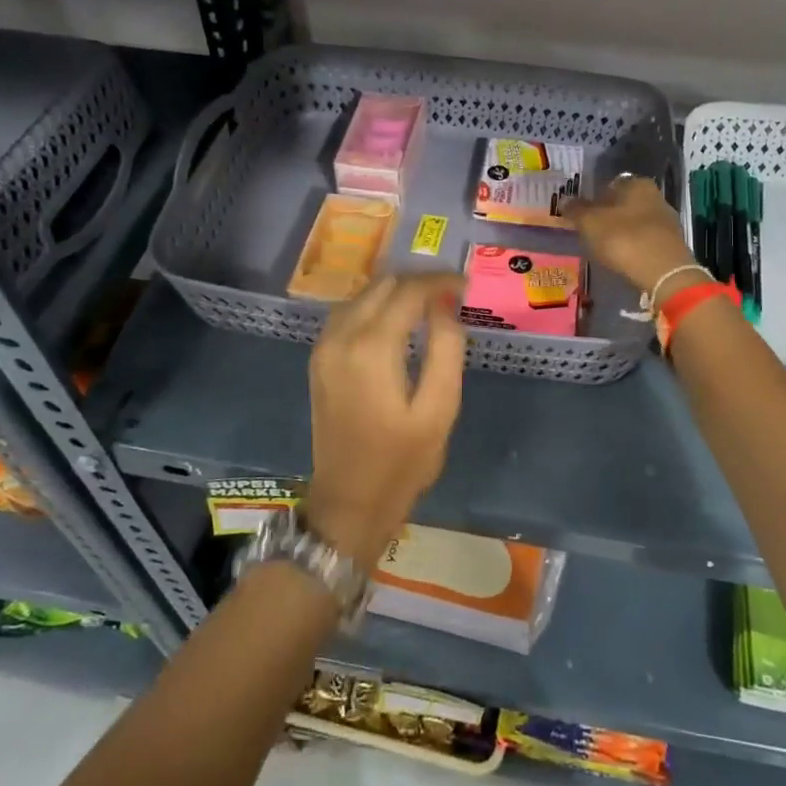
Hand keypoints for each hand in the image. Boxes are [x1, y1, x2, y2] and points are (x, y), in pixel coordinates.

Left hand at [306, 272, 466, 570]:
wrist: (348, 502)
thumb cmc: (401, 462)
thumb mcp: (440, 409)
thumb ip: (446, 349)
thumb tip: (445, 306)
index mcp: (372, 347)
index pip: (408, 291)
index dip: (439, 282)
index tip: (466, 286)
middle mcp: (341, 336)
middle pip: (382, 286)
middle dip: (418, 283)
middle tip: (451, 294)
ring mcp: (324, 347)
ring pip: (363, 295)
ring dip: (395, 292)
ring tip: (430, 304)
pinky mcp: (319, 359)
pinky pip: (348, 314)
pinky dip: (375, 307)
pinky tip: (396, 320)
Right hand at [565, 177, 703, 299]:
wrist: (663, 273)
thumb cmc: (623, 238)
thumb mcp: (590, 223)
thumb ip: (576, 210)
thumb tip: (565, 200)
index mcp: (637, 184)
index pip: (610, 184)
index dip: (594, 197)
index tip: (582, 213)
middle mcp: (656, 197)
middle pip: (624, 203)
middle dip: (608, 215)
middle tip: (590, 230)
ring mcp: (667, 221)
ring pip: (636, 222)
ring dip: (621, 232)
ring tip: (604, 247)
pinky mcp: (672, 244)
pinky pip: (645, 240)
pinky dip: (633, 246)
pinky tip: (623, 258)